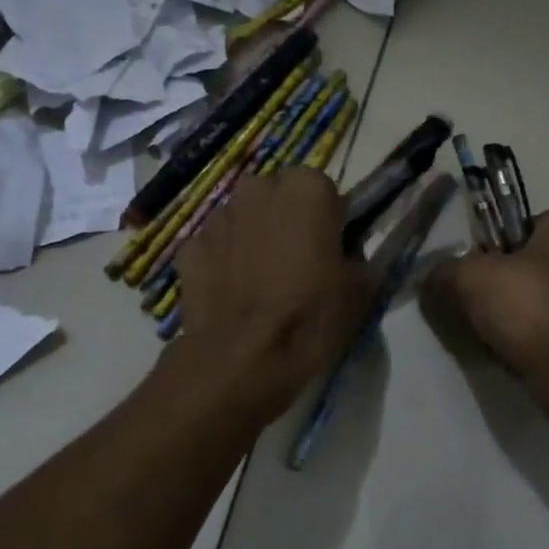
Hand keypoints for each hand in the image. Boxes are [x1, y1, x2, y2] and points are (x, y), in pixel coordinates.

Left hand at [172, 168, 376, 422]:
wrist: (241, 360)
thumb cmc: (309, 318)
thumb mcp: (359, 292)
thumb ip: (358, 261)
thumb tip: (351, 259)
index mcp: (305, 190)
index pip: (322, 189)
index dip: (327, 218)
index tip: (330, 248)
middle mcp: (258, 189)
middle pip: (278, 196)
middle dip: (286, 219)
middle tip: (298, 261)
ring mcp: (218, 217)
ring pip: (244, 218)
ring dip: (254, 236)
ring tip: (263, 281)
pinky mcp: (189, 247)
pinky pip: (216, 246)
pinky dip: (224, 261)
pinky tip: (233, 294)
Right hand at [426, 206, 548, 407]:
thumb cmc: (530, 302)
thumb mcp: (470, 277)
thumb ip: (446, 272)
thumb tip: (431, 279)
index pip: (529, 225)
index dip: (498, 247)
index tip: (477, 271)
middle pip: (538, 266)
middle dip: (510, 286)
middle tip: (479, 306)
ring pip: (547, 303)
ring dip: (522, 319)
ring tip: (493, 337)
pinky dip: (537, 344)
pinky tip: (514, 358)